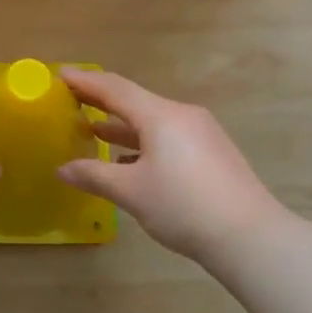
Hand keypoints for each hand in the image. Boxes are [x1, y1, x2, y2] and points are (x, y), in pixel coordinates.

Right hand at [56, 70, 283, 259]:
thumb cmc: (184, 207)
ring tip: (93, 131)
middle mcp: (181, 115)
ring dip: (122, 126)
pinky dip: (144, 143)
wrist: (251, 237)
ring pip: (153, 121)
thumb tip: (62, 169)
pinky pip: (169, 136)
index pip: (114, 88)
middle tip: (71, 100)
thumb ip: (94, 176)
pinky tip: (130, 163)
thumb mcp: (131, 192)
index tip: (60, 75)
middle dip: (101, 102)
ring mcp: (201, 133)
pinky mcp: (212, 152)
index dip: (85, 81)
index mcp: (160, 115)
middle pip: (134, 101)